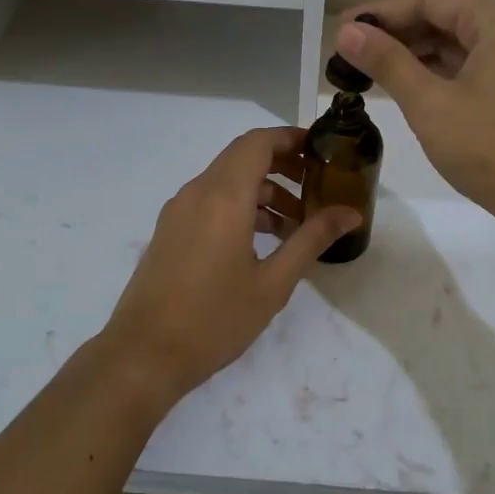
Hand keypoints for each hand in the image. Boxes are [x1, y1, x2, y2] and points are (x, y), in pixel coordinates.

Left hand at [100, 127, 361, 404]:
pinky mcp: (170, 230)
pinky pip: (210, 201)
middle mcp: (197, 193)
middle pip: (242, 157)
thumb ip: (312, 239)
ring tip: (296, 225)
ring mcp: (179, 211)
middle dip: (282, 165)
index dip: (291, 138)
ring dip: (263, 191)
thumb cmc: (214, 319)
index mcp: (223, 197)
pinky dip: (240, 206)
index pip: (258, 143)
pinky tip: (262, 242)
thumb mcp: (273, 283)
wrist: (144, 355)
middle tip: (317, 186)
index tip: (322, 151)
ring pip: (226, 181)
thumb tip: (350, 213)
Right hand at [336, 0, 494, 239]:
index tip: (342, 29)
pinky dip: (438, 75)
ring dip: (415, 55)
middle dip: (397, 34)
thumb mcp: (430, 104)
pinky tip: (408, 88)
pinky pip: (471, 69)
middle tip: (349, 52)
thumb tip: (348, 31)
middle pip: (445, 19)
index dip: (381, 12)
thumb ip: (387, 62)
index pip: (430, 0)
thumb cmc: (493, 148)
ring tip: (370, 70)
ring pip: (458, 46)